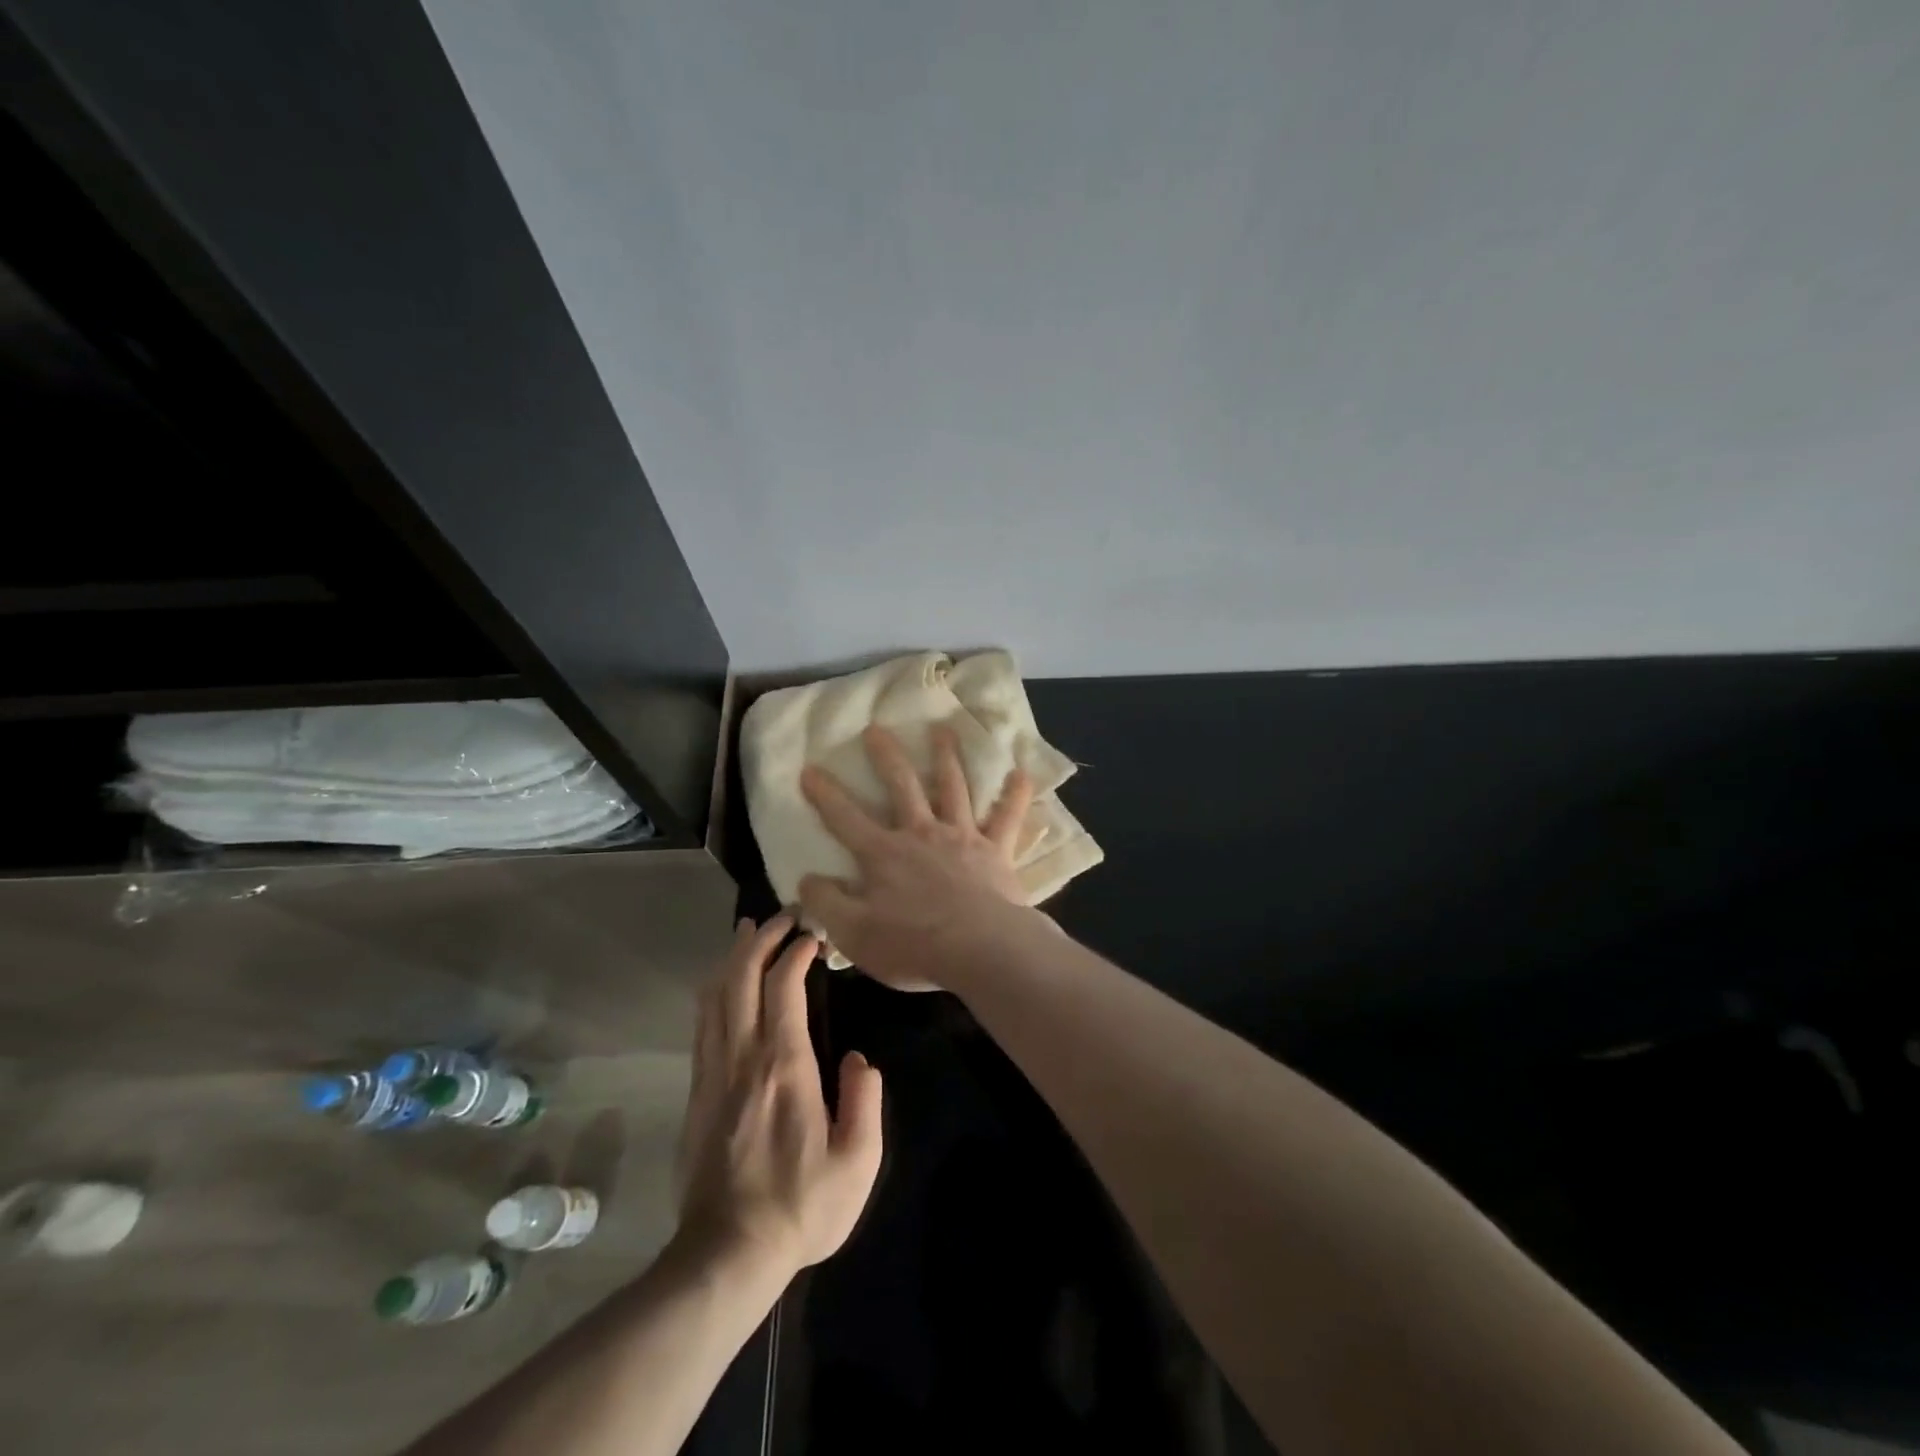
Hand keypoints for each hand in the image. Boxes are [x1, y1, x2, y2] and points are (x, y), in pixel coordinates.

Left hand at [674, 915, 883, 1278]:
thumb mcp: (858, 1162)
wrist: (727, 1255)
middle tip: (783, 917)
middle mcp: (743, 1058)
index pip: (783, 988)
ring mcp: (713, 1073)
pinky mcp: (697, 1092)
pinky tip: (724, 983)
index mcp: (785, 1067)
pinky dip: (715, 990)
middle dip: (761, 939)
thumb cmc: (801, 1207)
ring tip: (750, 932)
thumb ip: (865, 1101)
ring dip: (733, 958)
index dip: (796, 952)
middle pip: (741, 978)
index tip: (815, 936)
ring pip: (715, 996)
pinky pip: (703, 1024)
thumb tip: (859, 1059)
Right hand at [798, 724, 1035, 988]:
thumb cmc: (914, 945)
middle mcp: (921, 833)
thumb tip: (806, 878)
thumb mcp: (854, 934)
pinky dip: (1015, 795)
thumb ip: (827, 903)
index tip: (809, 768)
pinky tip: (1021, 774)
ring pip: (953, 787)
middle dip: (886, 756)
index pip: (845, 818)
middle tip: (876, 729)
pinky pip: (1007, 817)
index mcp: (884, 854)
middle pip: (901, 786)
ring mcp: (962, 837)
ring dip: (946, 757)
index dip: (825, 794)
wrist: (980, 949)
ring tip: (943, 729)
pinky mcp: (996, 850)